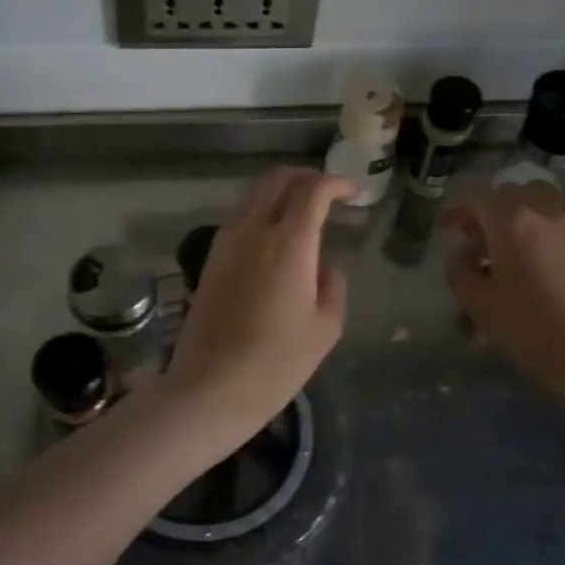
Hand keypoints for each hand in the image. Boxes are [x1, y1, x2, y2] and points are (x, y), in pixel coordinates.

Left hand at [164, 167, 356, 451]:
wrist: (211, 387)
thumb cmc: (277, 362)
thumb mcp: (325, 328)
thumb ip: (333, 286)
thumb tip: (326, 266)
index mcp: (289, 242)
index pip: (313, 189)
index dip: (337, 183)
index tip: (353, 193)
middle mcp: (253, 230)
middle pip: (277, 179)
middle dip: (306, 177)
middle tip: (328, 194)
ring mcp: (226, 242)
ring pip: (254, 195)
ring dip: (281, 193)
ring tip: (303, 213)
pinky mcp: (210, 259)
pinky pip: (239, 218)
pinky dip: (260, 212)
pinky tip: (274, 238)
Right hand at [441, 186, 564, 400]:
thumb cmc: (528, 327)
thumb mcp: (476, 302)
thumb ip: (459, 268)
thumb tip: (460, 250)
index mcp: (512, 222)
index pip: (476, 196)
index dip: (454, 208)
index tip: (443, 228)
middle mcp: (544, 216)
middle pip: (509, 195)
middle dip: (485, 211)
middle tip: (471, 239)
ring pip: (535, 210)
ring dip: (512, 223)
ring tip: (501, 257)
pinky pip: (553, 232)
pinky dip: (535, 239)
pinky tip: (530, 274)